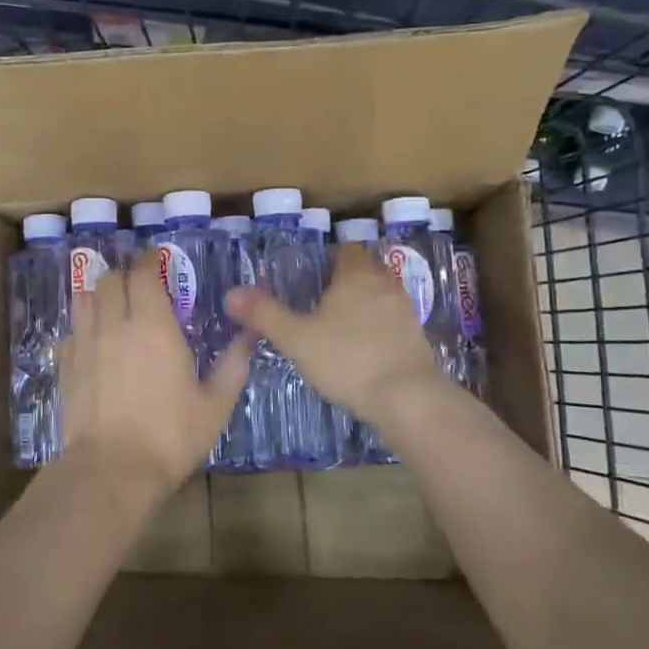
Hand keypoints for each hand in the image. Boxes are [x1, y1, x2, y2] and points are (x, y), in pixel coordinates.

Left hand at [57, 258, 248, 498]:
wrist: (111, 469)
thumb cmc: (170, 436)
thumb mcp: (215, 405)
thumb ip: (232, 366)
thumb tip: (249, 337)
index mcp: (153, 326)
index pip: (143, 273)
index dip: (149, 260)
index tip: (157, 259)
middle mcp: (114, 324)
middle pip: (109, 279)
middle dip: (124, 275)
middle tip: (139, 287)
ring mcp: (84, 344)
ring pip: (84, 299)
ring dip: (99, 295)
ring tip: (113, 307)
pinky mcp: (64, 366)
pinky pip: (70, 332)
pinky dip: (82, 328)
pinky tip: (92, 344)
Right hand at [225, 244, 447, 428]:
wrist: (407, 398)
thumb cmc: (347, 360)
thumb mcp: (296, 338)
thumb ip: (264, 314)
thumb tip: (231, 293)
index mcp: (356, 276)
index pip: (347, 250)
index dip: (330, 258)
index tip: (312, 275)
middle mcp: (385, 285)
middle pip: (366, 271)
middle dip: (346, 281)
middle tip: (320, 300)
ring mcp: (405, 312)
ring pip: (381, 296)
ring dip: (364, 305)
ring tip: (339, 326)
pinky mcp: (417, 339)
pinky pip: (392, 322)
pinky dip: (378, 328)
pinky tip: (362, 350)